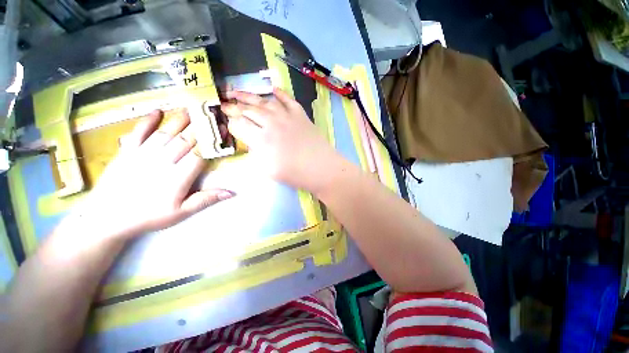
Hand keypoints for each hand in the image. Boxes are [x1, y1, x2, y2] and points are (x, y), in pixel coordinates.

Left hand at [70, 110, 233, 240]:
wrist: (107, 217)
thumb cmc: (147, 216)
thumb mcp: (180, 213)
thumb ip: (205, 200)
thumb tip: (231, 192)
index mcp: (178, 177)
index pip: (200, 154)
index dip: (213, 140)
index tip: (223, 129)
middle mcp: (162, 161)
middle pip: (185, 140)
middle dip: (201, 127)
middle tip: (212, 114)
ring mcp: (142, 154)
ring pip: (166, 133)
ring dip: (180, 120)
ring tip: (192, 109)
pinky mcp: (126, 151)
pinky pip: (138, 132)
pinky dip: (147, 121)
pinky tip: (157, 111)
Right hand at [221, 88, 339, 191]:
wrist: (322, 169)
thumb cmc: (295, 174)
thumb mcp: (268, 170)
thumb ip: (257, 153)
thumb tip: (252, 141)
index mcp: (262, 140)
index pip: (240, 126)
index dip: (231, 122)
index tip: (226, 120)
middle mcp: (272, 123)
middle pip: (249, 110)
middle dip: (234, 106)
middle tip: (225, 103)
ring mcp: (287, 117)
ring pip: (265, 102)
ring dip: (250, 95)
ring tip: (238, 92)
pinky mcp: (300, 115)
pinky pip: (288, 100)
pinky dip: (279, 93)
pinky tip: (272, 89)